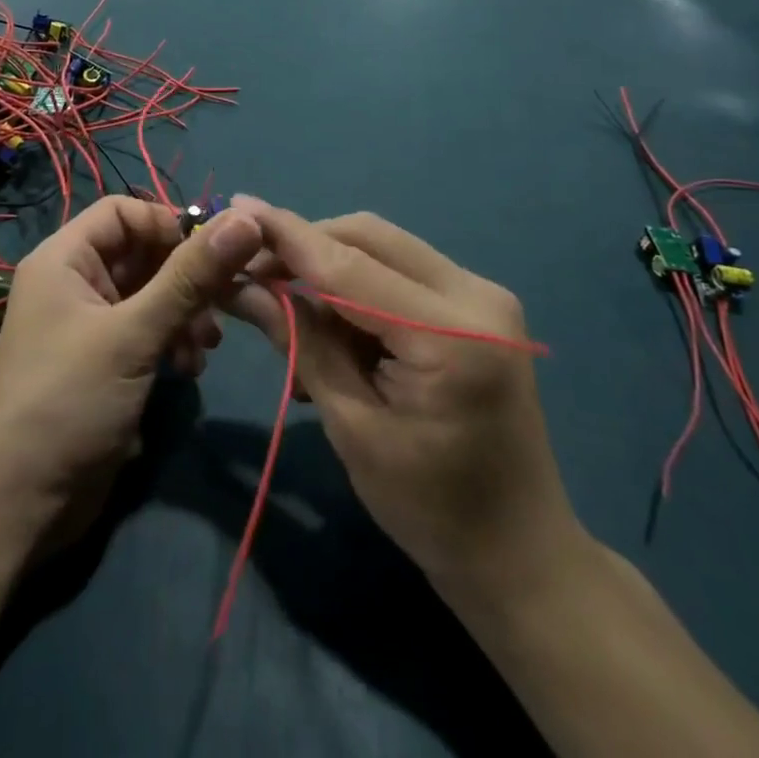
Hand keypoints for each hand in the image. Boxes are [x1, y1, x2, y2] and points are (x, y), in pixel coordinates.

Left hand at [0, 197, 263, 540]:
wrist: (21, 505)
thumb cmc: (70, 401)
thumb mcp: (134, 335)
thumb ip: (190, 278)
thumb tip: (245, 220)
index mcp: (64, 259)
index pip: (122, 211)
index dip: (167, 224)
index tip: (212, 254)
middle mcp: (74, 282)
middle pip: (141, 252)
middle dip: (185, 277)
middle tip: (225, 303)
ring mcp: (88, 323)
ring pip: (150, 293)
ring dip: (184, 312)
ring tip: (206, 344)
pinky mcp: (104, 360)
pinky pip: (146, 328)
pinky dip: (172, 339)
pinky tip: (189, 369)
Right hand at [225, 199, 582, 594]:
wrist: (521, 551)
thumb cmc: (431, 509)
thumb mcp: (352, 427)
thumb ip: (302, 344)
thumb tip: (245, 286)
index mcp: (451, 336)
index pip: (349, 265)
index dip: (288, 235)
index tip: (237, 207)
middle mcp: (476, 294)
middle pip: (369, 236)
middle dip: (307, 245)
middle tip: (254, 269)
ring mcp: (484, 294)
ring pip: (384, 246)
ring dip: (330, 264)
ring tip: (290, 306)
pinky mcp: (478, 303)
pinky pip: (401, 269)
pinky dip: (359, 283)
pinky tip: (334, 322)